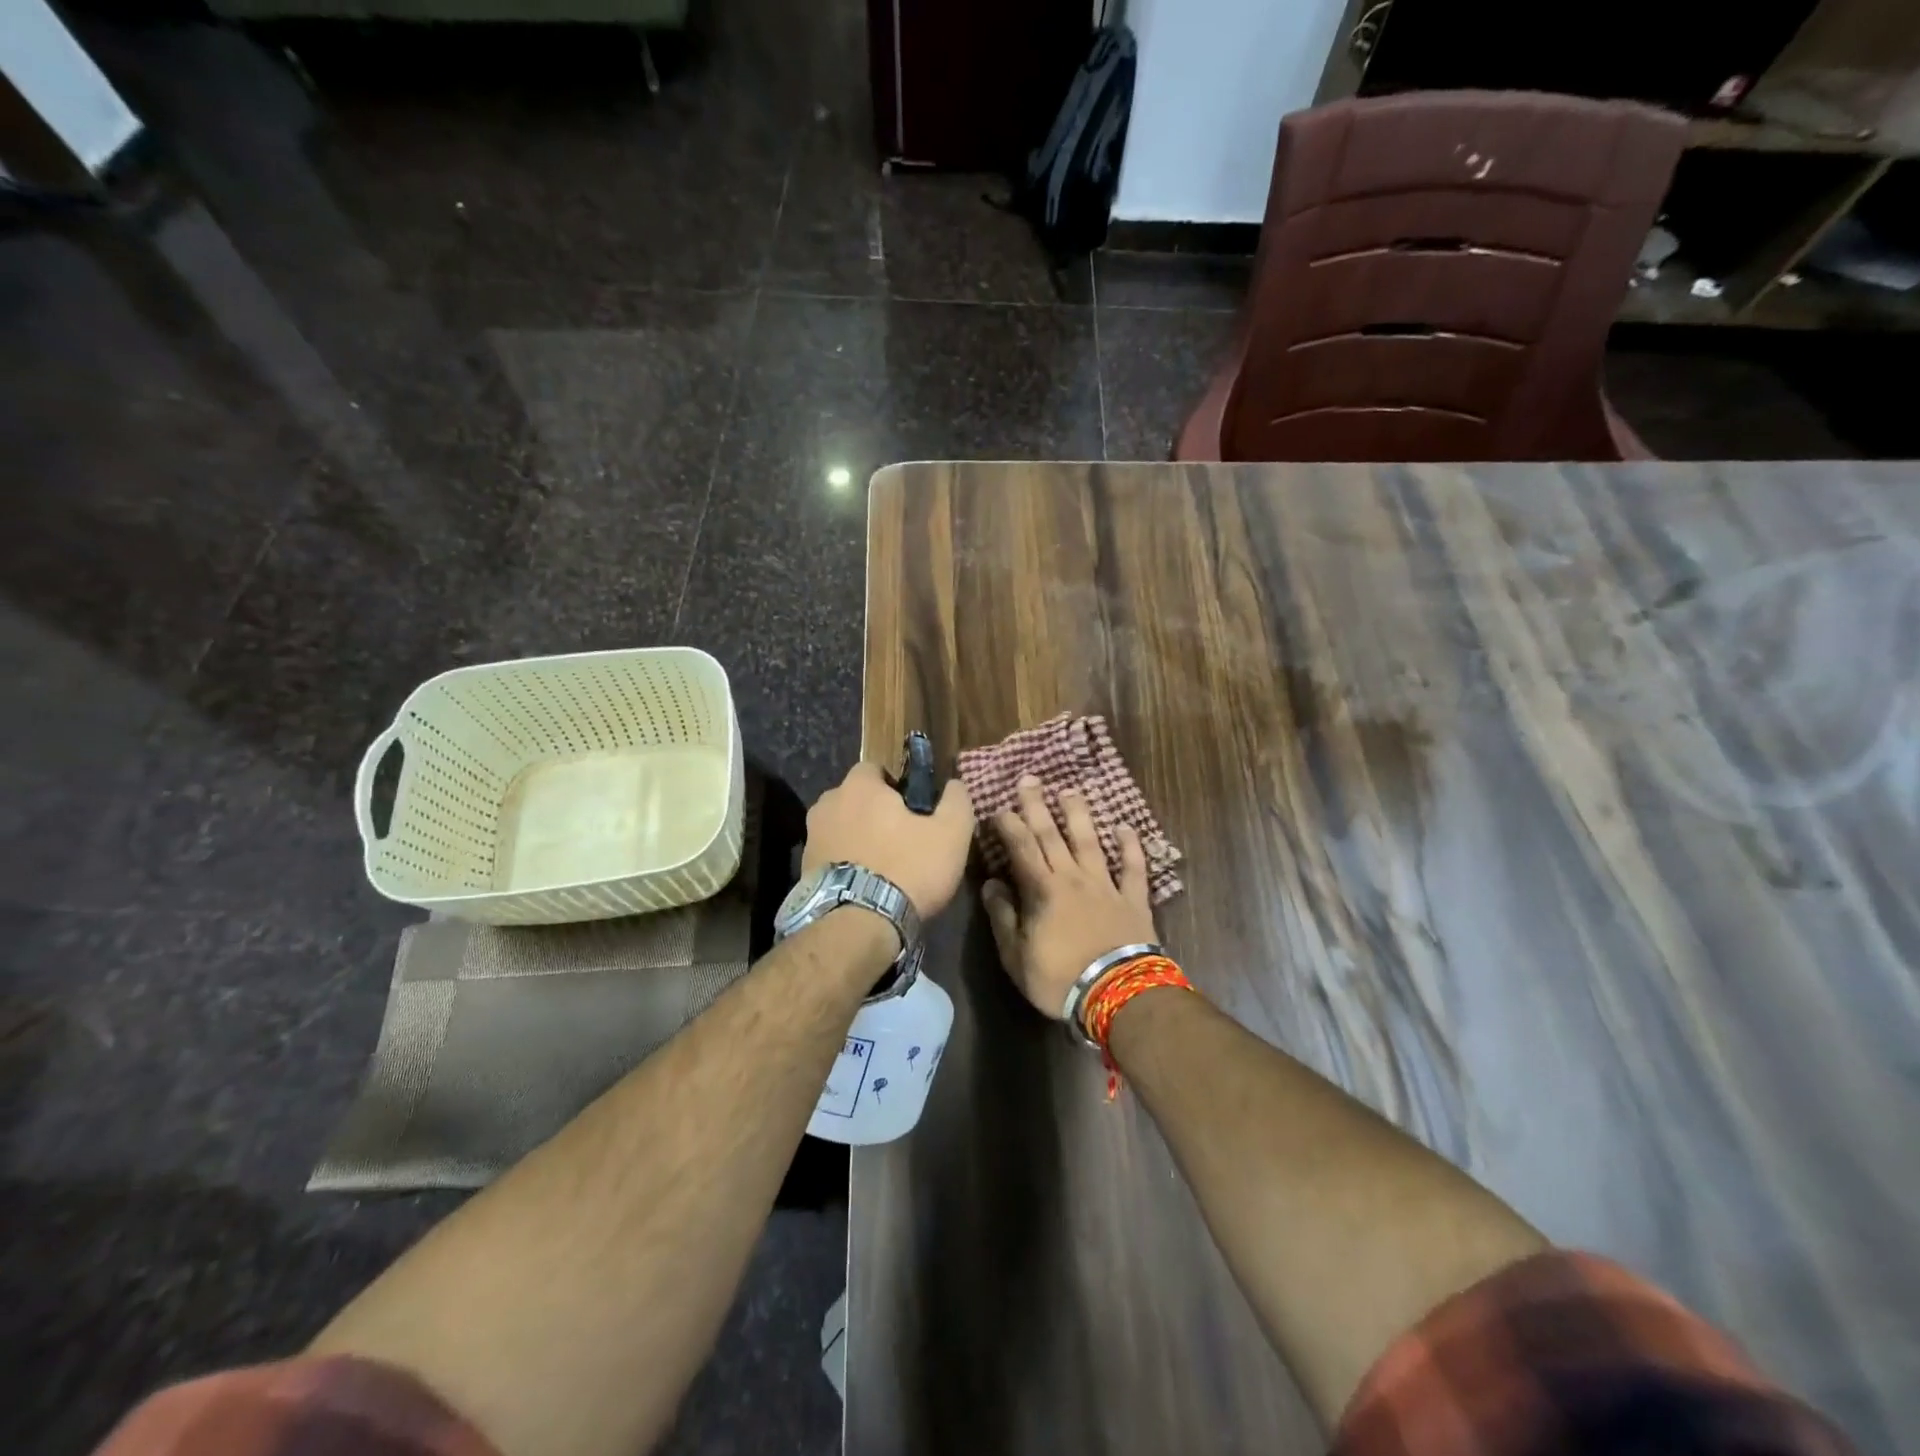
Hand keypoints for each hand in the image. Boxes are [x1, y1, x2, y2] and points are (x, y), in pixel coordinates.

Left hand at [802, 761, 974, 919]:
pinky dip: (845, 864)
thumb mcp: (951, 834)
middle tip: (900, 839)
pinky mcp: (803, 870)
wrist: (858, 925)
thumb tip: (953, 785)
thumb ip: (956, 801)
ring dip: (857, 839)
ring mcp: (811, 838)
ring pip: (840, 828)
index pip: (874, 769)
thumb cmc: (908, 868)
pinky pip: (830, 856)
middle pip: (854, 799)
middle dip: (873, 813)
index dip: (895, 786)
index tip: (912, 810)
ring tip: (881, 867)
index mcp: (859, 787)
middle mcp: (827, 804)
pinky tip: (864, 886)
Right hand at [981, 776, 1156, 1018]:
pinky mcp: (1133, 899)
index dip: (1008, 825)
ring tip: (1070, 791)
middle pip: (1052, 835)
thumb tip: (991, 884)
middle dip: (1037, 806)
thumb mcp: (1016, 956)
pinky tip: (1125, 827)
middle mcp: (1072, 878)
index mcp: (1042, 890)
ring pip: (1090, 842)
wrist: (1117, 994)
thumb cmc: (1059, 979)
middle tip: (1030, 779)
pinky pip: (1133, 867)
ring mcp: (1105, 885)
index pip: (1021, 848)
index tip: (998, 807)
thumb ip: (1003, 917)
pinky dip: (1130, 846)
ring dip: (1078, 815)